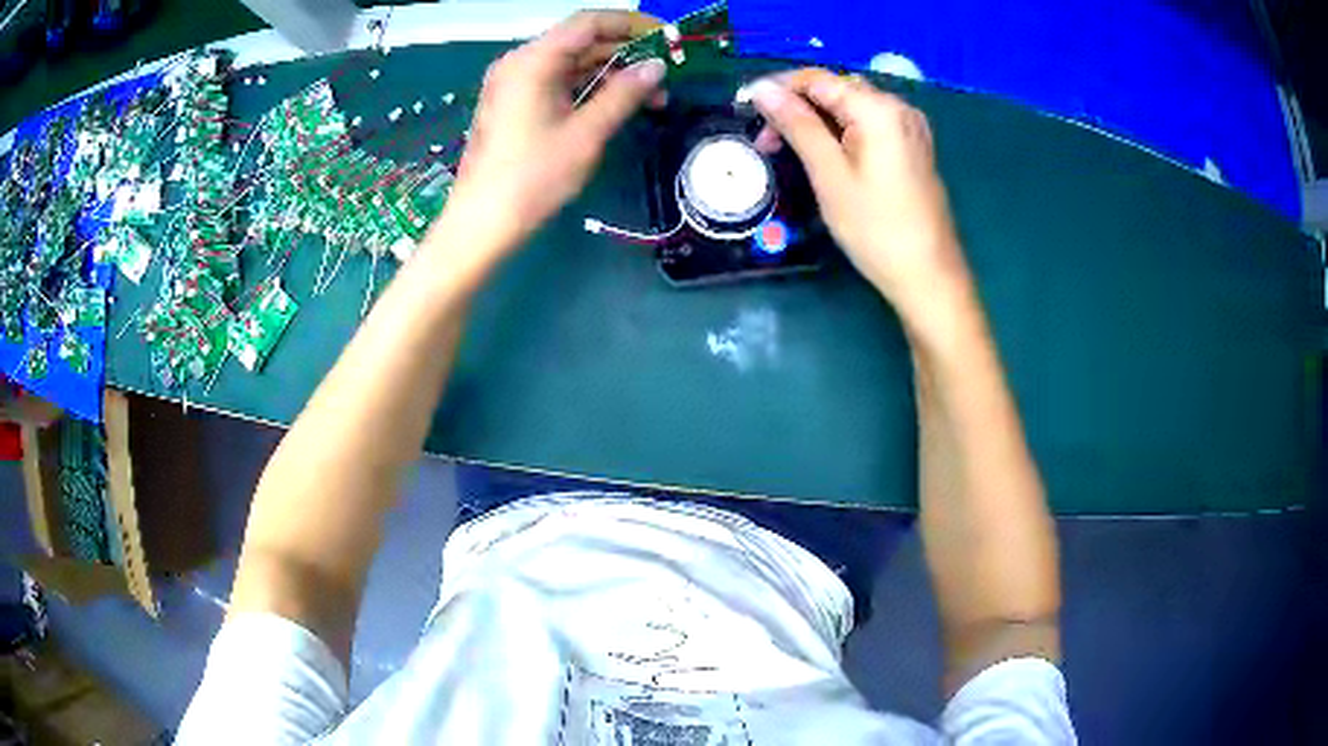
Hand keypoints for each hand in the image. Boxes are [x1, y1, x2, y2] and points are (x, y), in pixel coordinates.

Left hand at [436, 11, 664, 265]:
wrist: (482, 222)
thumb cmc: (533, 177)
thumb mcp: (586, 133)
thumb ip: (624, 93)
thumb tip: (657, 66)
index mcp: (533, 60)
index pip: (589, 22)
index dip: (632, 24)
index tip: (667, 38)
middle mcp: (520, 62)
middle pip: (580, 42)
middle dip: (626, 54)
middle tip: (666, 76)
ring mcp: (514, 83)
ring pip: (571, 64)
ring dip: (611, 75)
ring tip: (652, 98)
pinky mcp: (514, 104)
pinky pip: (557, 83)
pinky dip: (587, 89)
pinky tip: (617, 105)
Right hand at [748, 69, 971, 319]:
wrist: (928, 276)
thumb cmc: (876, 228)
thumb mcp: (829, 174)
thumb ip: (796, 125)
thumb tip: (761, 89)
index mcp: (878, 108)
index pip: (816, 79)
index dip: (777, 89)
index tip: (744, 110)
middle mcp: (898, 107)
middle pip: (835, 91)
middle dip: (795, 108)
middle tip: (765, 143)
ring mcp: (909, 128)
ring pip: (850, 109)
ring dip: (815, 122)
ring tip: (788, 152)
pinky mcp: (911, 148)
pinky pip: (868, 126)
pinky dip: (840, 134)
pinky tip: (824, 156)